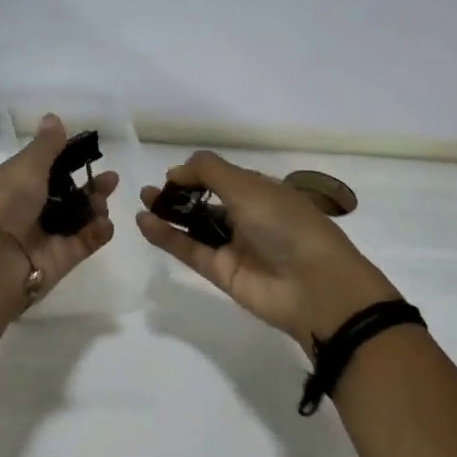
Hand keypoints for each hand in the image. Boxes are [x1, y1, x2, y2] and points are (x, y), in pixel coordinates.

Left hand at [0, 114, 117, 300]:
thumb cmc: (4, 202)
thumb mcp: (25, 167)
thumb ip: (46, 146)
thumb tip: (53, 117)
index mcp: (12, 186)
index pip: (43, 171)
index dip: (67, 162)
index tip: (89, 152)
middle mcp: (27, 212)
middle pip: (65, 197)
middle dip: (89, 186)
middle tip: (110, 179)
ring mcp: (43, 238)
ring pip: (77, 220)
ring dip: (95, 208)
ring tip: (102, 202)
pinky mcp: (59, 261)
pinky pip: (83, 243)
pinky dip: (97, 233)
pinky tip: (104, 223)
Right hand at [138, 151, 398, 348]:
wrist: (313, 286)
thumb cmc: (286, 225)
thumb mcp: (249, 188)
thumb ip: (209, 172)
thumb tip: (177, 170)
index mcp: (264, 192)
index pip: (224, 178)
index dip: (198, 174)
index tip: (172, 175)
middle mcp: (249, 217)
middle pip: (207, 202)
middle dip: (179, 194)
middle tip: (150, 191)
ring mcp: (234, 247)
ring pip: (195, 227)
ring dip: (169, 215)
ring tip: (142, 202)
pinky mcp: (221, 273)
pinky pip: (190, 250)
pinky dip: (168, 237)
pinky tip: (145, 222)